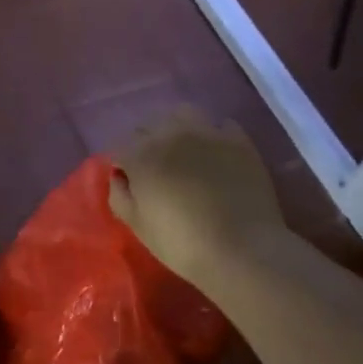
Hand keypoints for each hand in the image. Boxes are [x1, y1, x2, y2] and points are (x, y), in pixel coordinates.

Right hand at [109, 107, 287, 289]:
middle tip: (155, 170)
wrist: (243, 250)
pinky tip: (216, 155)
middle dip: (146, 144)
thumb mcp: (138, 227)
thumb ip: (120, 196)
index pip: (121, 147)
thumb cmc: (182, 244)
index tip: (130, 183)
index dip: (123, 165)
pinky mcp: (239, 140)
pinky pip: (220, 125)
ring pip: (183, 114)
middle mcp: (171, 134)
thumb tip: (119, 177)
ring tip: (183, 151)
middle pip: (149, 126)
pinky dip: (213, 135)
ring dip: (176, 128)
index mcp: (141, 155)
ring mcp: (207, 132)